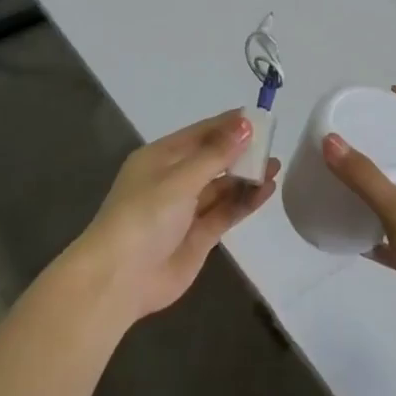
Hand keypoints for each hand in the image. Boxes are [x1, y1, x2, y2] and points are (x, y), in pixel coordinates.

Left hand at [76, 110, 278, 324]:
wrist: (120, 278)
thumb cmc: (145, 215)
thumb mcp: (181, 179)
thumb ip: (216, 154)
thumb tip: (245, 124)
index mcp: (160, 157)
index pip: (200, 133)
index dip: (228, 125)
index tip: (259, 117)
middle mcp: (173, 179)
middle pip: (213, 159)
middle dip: (241, 151)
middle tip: (273, 144)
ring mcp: (186, 210)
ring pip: (222, 186)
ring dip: (247, 176)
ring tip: (275, 166)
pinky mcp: (198, 236)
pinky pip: (226, 212)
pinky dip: (245, 201)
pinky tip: (266, 190)